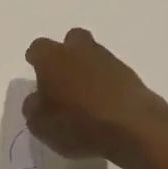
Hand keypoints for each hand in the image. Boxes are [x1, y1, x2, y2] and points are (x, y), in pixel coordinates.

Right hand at [23, 27, 167, 163]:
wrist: (133, 128)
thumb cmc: (77, 123)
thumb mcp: (41, 125)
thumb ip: (33, 108)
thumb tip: (37, 100)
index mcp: (52, 58)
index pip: (38, 48)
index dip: (36, 60)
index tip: (35, 72)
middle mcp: (80, 51)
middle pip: (71, 40)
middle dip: (66, 54)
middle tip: (62, 79)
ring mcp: (109, 61)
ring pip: (94, 56)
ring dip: (88, 70)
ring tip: (84, 97)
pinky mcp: (131, 76)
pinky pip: (112, 75)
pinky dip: (106, 86)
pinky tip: (104, 106)